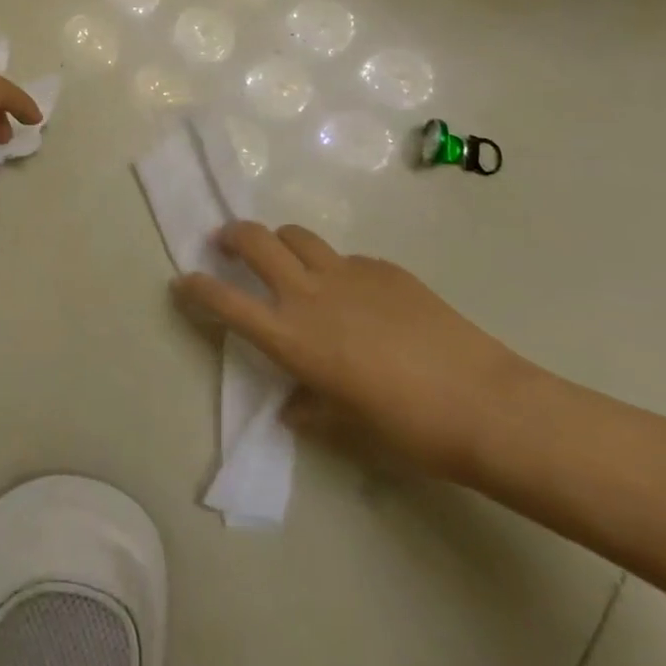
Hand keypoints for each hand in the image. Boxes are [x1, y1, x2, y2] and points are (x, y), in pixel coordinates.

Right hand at [174, 222, 537, 484]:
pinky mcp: (383, 268)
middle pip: (255, 240)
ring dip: (280, 241)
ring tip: (285, 257)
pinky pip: (346, 258)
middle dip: (232, 235)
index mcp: (293, 337)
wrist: (484, 404)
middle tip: (226, 243)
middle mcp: (310, 294)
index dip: (197, 288)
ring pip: (297, 236)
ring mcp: (347, 273)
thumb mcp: (351, 428)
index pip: (227, 302)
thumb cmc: (409, 429)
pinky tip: (359, 297)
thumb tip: (293, 406)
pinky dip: (335, 268)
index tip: (182, 281)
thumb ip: (312, 411)